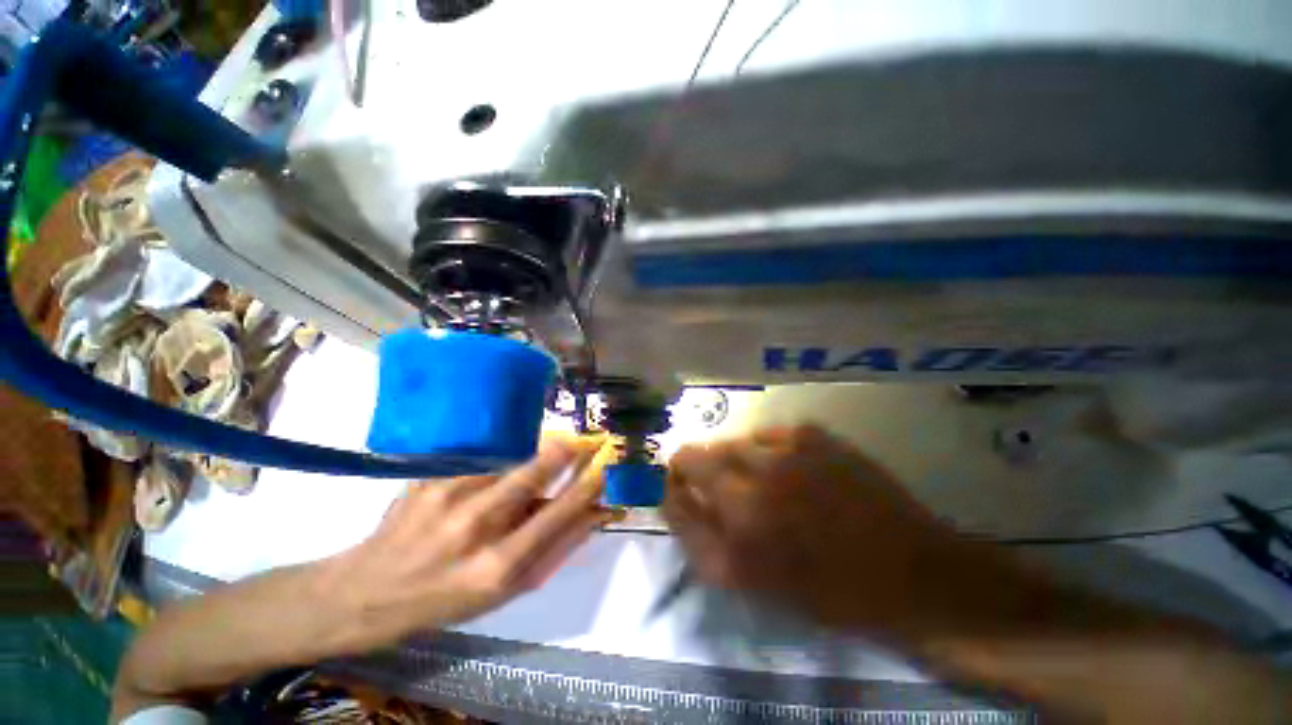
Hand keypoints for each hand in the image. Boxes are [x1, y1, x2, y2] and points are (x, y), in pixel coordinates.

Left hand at [325, 439, 608, 649]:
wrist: (364, 591)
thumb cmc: (443, 600)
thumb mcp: (502, 592)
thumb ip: (549, 550)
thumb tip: (591, 514)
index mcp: (497, 565)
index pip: (558, 514)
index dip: (587, 487)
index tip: (605, 467)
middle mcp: (475, 526)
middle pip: (533, 473)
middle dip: (565, 452)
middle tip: (586, 440)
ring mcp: (448, 496)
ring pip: (507, 465)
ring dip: (527, 466)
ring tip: (523, 478)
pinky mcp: (430, 478)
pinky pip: (479, 467)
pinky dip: (492, 473)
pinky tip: (475, 492)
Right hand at [664, 426, 1014, 632]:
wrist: (910, 573)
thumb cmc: (827, 591)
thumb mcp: (752, 582)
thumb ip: (700, 538)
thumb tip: (671, 498)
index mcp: (739, 521)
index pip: (680, 482)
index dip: (673, 479)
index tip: (675, 484)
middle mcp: (756, 478)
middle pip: (700, 454)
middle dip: (695, 466)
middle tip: (711, 484)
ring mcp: (788, 449)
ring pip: (733, 441)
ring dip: (731, 457)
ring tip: (753, 478)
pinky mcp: (814, 433)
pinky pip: (769, 432)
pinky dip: (765, 447)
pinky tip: (784, 466)